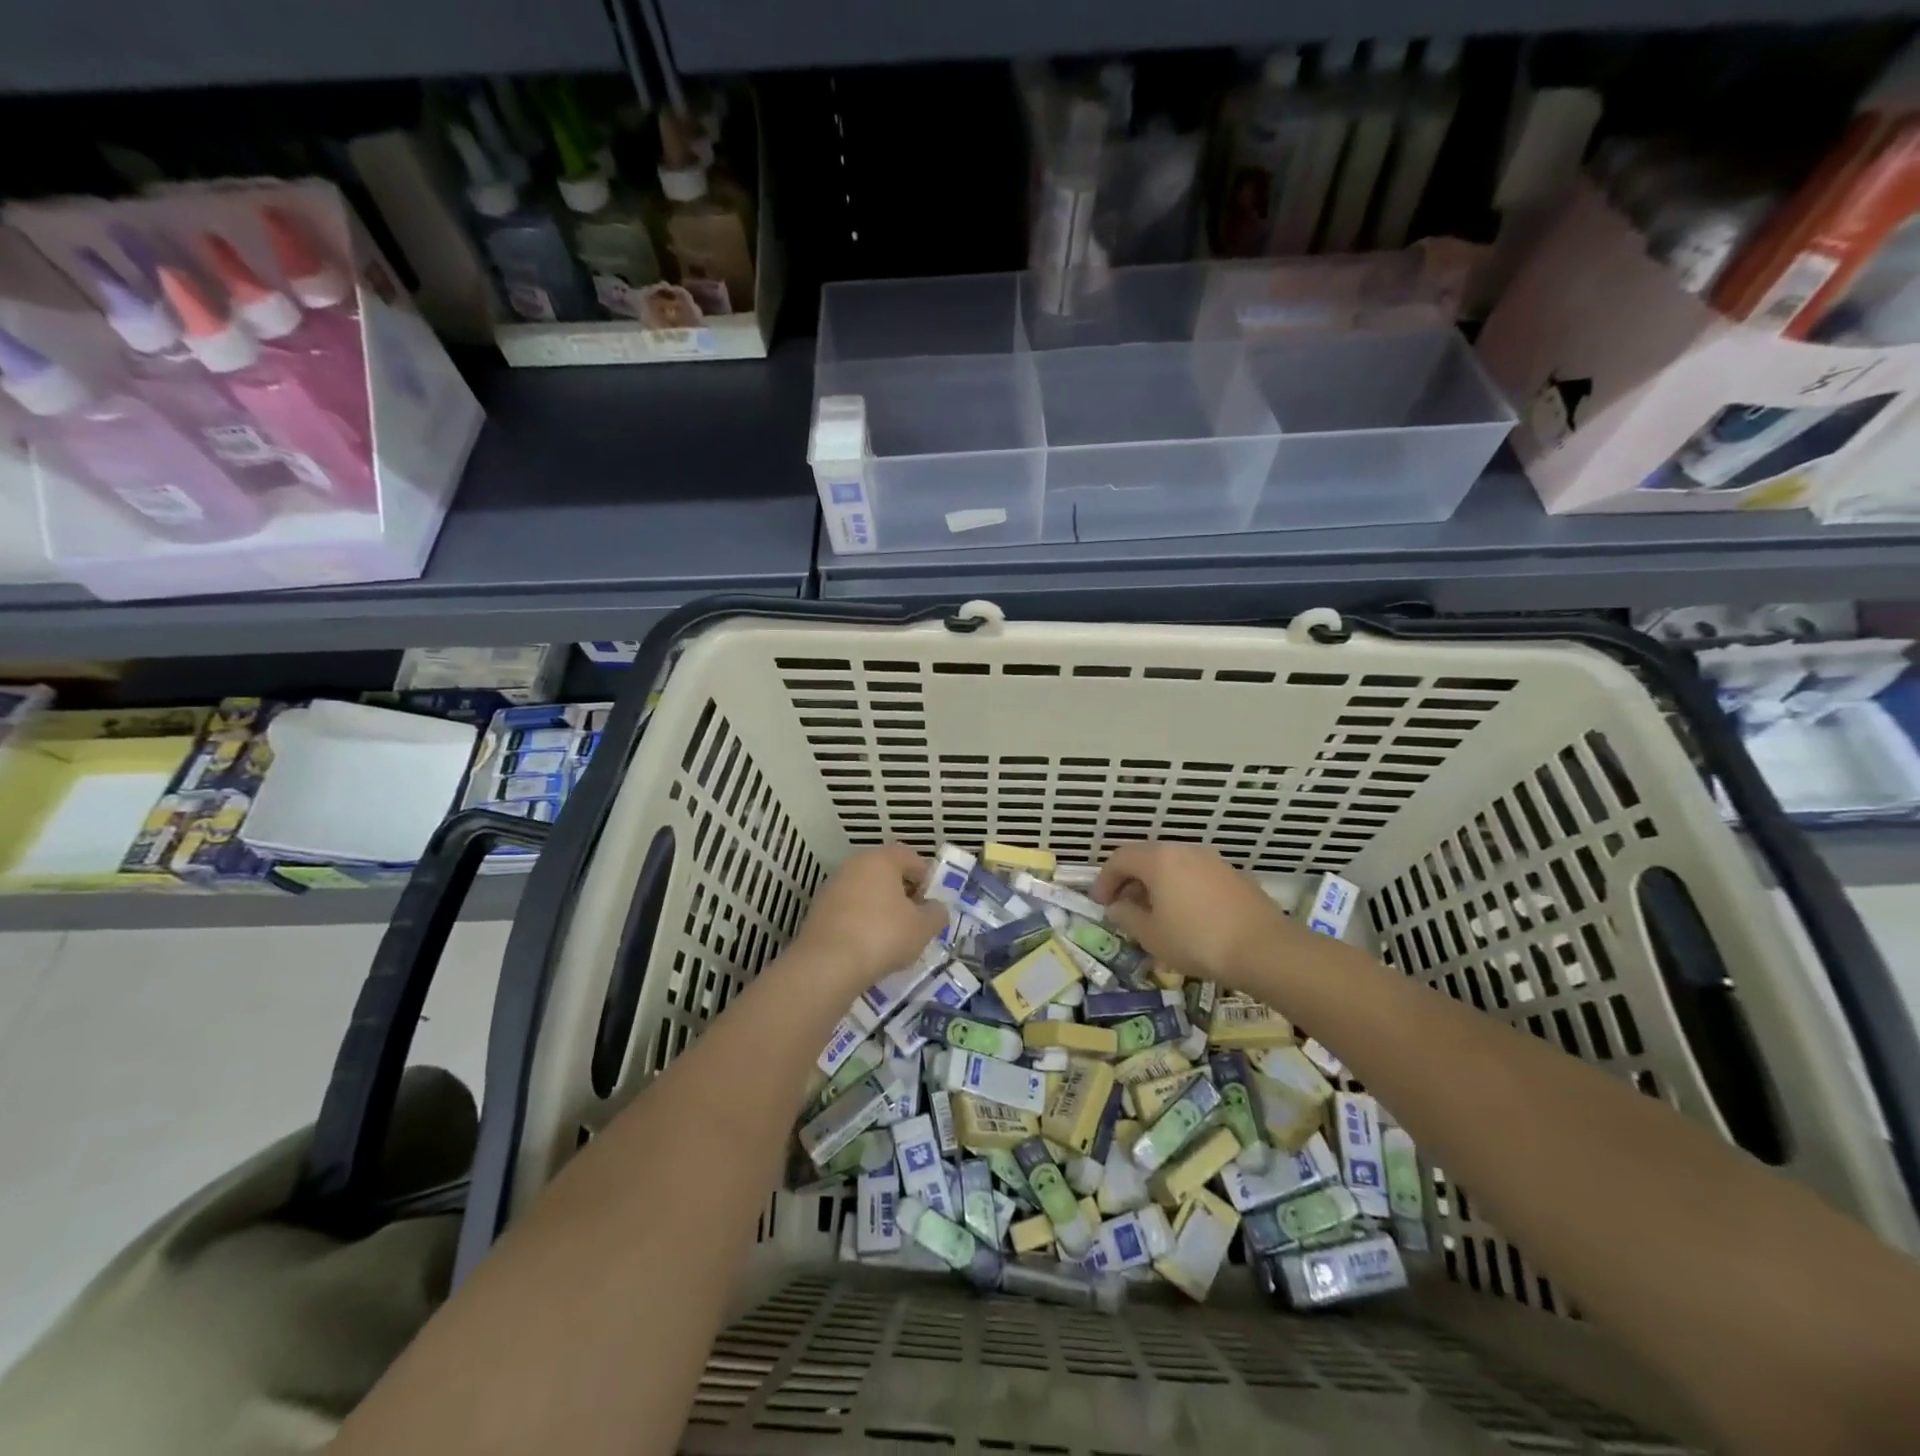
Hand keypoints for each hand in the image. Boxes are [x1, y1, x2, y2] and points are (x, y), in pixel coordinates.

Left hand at [788, 843, 947, 997]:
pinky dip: (861, 921)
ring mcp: (832, 886)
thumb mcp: (923, 928)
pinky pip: (849, 909)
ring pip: (866, 891)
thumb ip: (936, 913)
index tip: (932, 902)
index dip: (926, 878)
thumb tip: (935, 909)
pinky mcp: (818, 910)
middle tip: (915, 919)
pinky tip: (868, 946)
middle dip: (903, 893)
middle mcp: (854, 865)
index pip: (910, 857)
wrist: (827, 965)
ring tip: (892, 936)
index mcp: (881, 859)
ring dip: (881, 907)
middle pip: (886, 872)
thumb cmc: (883, 936)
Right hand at [1092, 842, 1300, 987]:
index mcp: (1159, 860)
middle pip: (1147, 858)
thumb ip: (1127, 917)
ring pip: (1174, 866)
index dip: (1104, 879)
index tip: (1099, 903)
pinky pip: (1196, 876)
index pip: (1120, 858)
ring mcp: (1213, 861)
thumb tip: (1117, 907)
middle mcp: (1185, 851)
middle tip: (1123, 907)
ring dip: (1157, 885)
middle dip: (1130, 881)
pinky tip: (1186, 916)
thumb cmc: (1197, 941)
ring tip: (1154, 914)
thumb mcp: (1151, 935)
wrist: (1264, 949)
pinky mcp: (1234, 876)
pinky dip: (1181, 889)